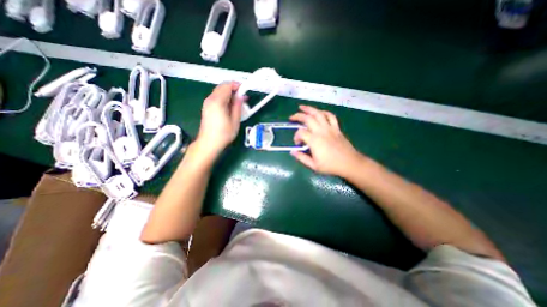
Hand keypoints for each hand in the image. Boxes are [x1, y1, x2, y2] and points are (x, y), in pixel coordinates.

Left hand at [193, 81, 242, 157]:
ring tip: (238, 103)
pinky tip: (230, 107)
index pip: (227, 85)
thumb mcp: (234, 121)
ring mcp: (207, 103)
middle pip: (222, 87)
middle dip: (233, 89)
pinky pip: (216, 97)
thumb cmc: (223, 134)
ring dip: (229, 94)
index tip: (245, 91)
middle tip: (242, 98)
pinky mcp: (206, 107)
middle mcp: (210, 99)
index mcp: (217, 101)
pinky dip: (224, 98)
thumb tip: (240, 96)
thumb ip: (237, 106)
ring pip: (219, 91)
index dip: (237, 85)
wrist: (208, 143)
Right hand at [290, 106, 361, 177]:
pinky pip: (330, 116)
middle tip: (292, 117)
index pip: (300, 133)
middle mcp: (321, 131)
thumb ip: (302, 158)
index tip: (298, 144)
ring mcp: (330, 128)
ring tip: (302, 107)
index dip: (296, 137)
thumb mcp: (314, 166)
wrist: (350, 163)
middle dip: (298, 116)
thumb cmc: (331, 166)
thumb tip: (292, 152)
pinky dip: (324, 112)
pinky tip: (319, 112)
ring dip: (309, 109)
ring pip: (318, 114)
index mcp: (314, 141)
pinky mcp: (336, 128)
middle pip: (307, 118)